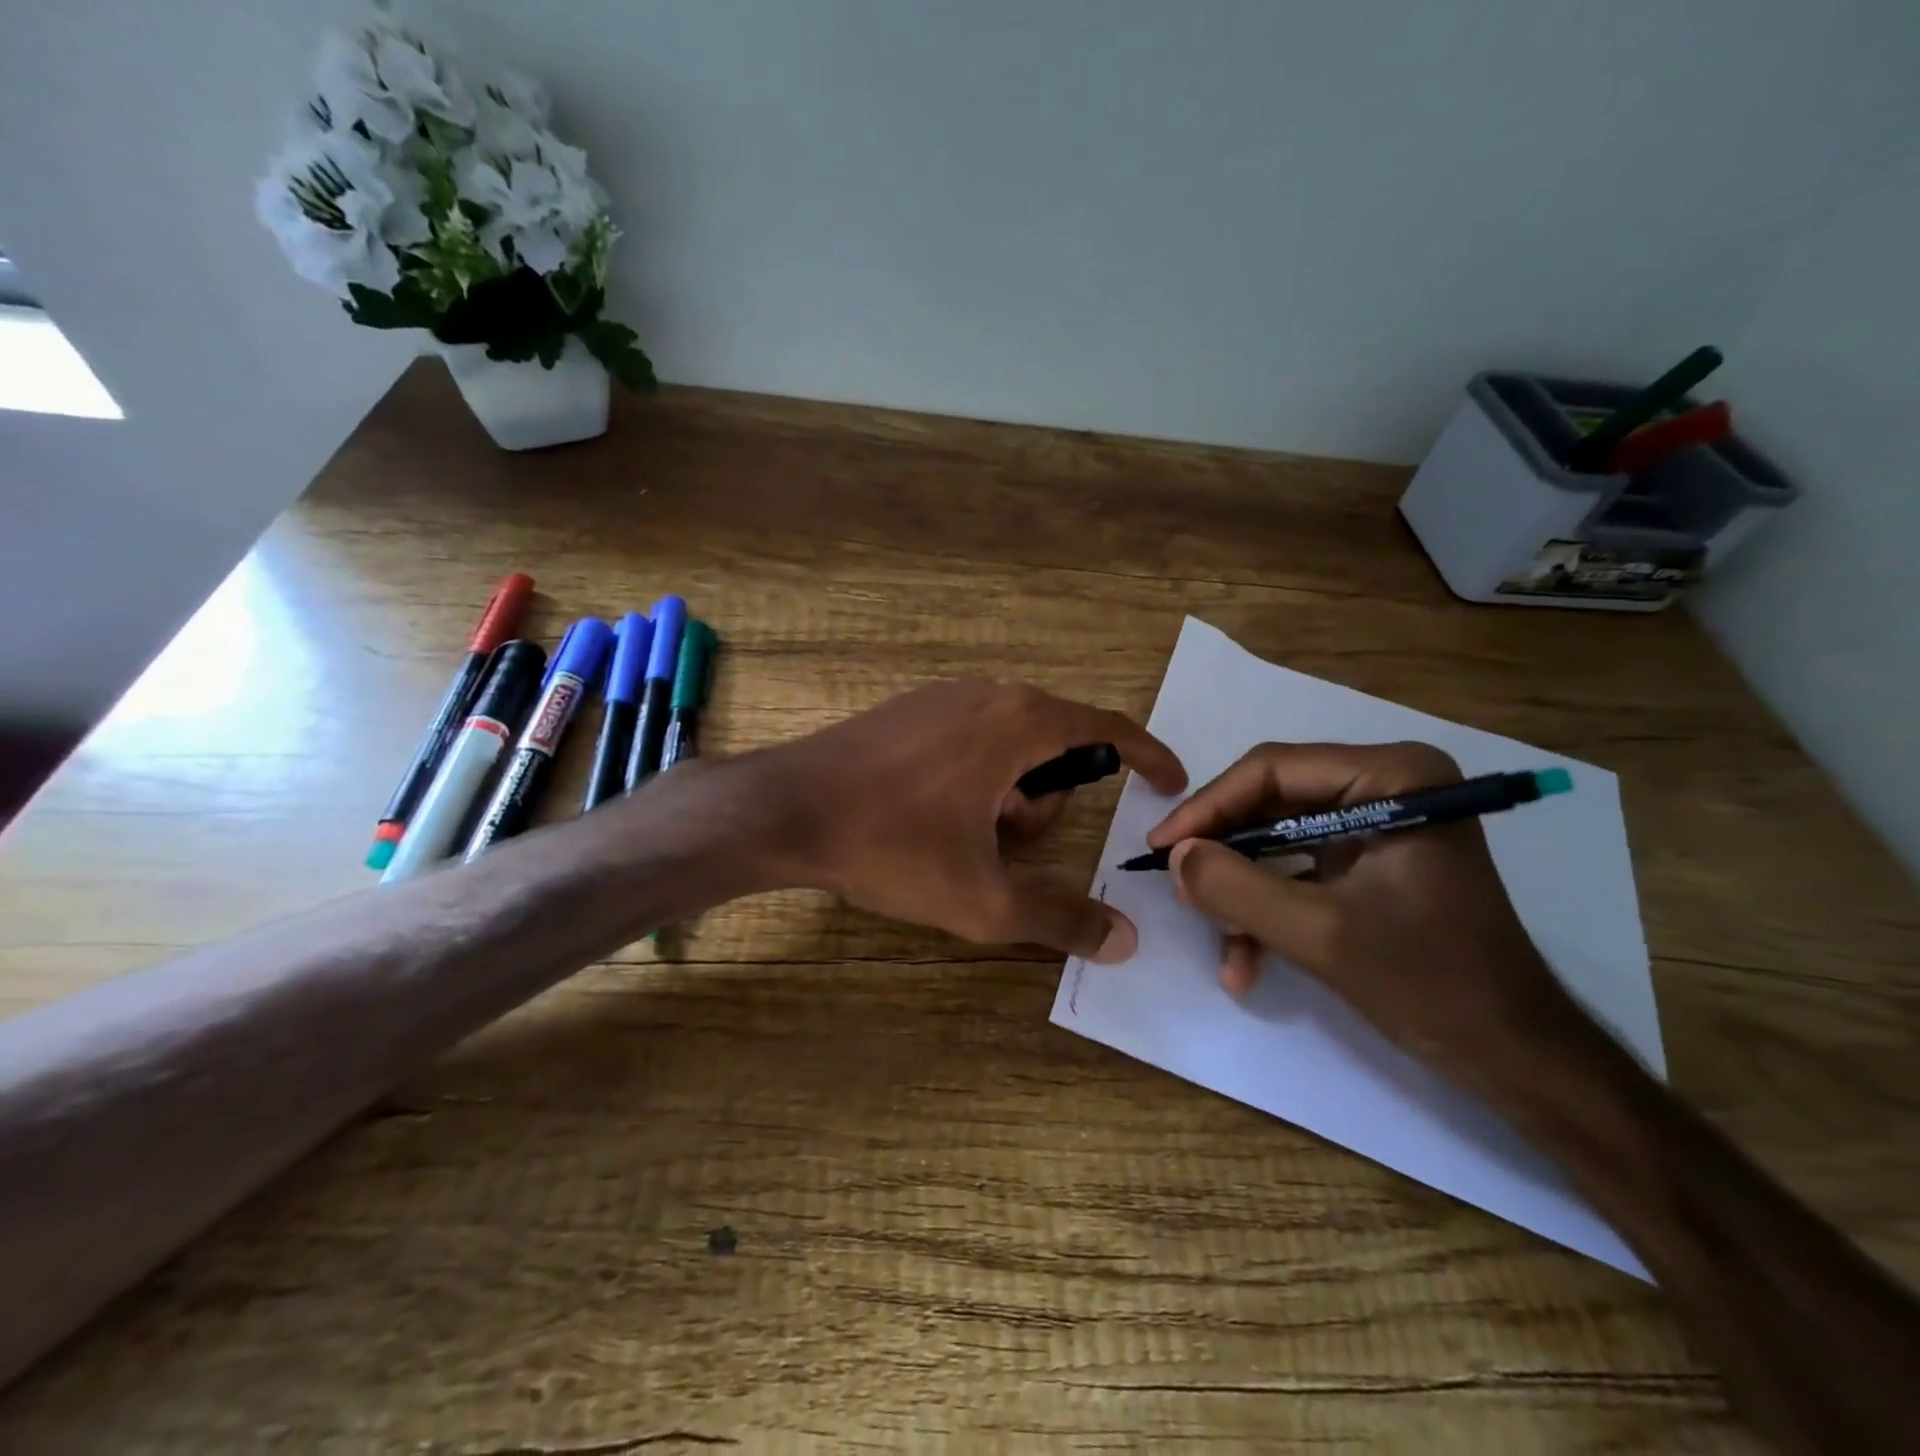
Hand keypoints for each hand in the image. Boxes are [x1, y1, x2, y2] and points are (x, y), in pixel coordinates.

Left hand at [745, 681, 1186, 960]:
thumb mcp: (982, 898)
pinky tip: (930, 816)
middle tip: (1007, 847)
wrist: (784, 809)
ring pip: (1010, 745)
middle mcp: (988, 694)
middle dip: (1048, 802)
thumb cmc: (891, 845)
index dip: (1147, 755)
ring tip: (962, 839)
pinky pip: (971, 739)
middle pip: (1056, 745)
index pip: (1107, 728)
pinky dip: (975, 779)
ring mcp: (944, 697)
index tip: (1169, 781)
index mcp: (1020, 722)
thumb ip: (1060, 918)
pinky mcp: (909, 710)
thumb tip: (1124, 941)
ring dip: (1007, 797)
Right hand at [1147, 742, 1570, 1074]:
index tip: (1161, 848)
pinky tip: (1246, 963)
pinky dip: (1269, 911)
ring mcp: (1378, 823)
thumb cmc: (1431, 983)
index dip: (1208, 808)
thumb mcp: (1320, 934)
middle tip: (1181, 889)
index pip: (1273, 770)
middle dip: (1225, 855)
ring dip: (1243, 893)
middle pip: (1270, 803)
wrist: (1514, 1056)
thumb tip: (1176, 856)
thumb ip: (1237, 888)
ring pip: (1276, 841)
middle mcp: (1386, 784)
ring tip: (1221, 942)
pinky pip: (1298, 870)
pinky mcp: (1370, 860)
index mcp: (1393, 776)